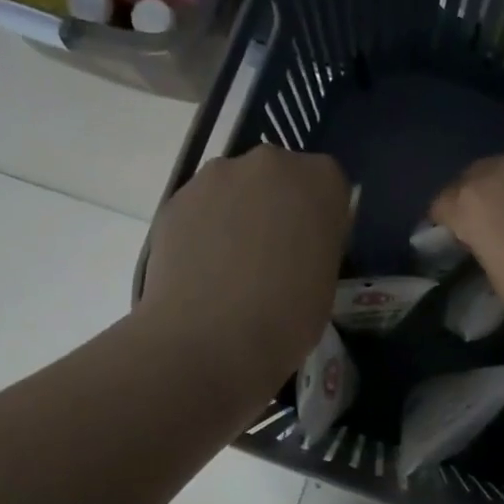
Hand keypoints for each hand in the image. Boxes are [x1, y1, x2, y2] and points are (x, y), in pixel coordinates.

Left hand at [141, 146, 350, 395]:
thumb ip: (317, 244)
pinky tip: (202, 271)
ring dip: (237, 214)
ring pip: (235, 189)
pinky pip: (201, 209)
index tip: (312, 249)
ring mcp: (216, 176)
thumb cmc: (288, 317)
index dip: (320, 218)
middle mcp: (269, 163)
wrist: (210, 340)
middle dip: (276, 207)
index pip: (328, 186)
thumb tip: (299, 244)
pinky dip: (204, 230)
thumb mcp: (326, 279)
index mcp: (320, 180)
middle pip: (278, 178)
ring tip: (230, 267)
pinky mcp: (176, 199)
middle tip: (273, 255)